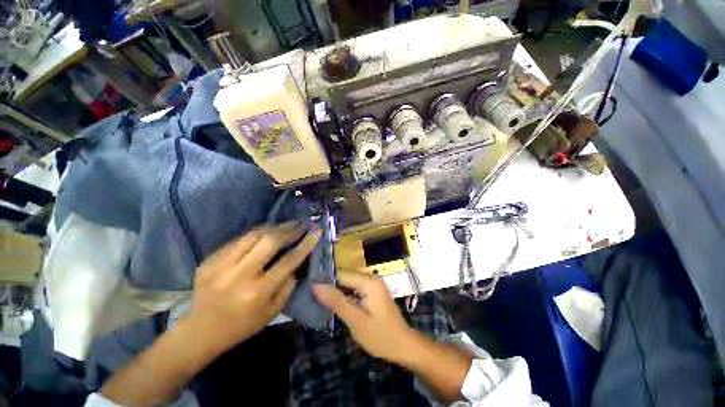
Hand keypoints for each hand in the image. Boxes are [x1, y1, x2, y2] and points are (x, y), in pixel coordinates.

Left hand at [188, 222, 321, 352]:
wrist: (200, 331)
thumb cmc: (243, 325)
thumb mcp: (273, 312)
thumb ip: (288, 285)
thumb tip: (297, 262)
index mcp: (258, 291)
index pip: (288, 260)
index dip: (305, 243)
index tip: (316, 231)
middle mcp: (240, 275)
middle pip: (269, 241)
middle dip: (289, 229)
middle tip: (300, 224)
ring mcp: (221, 265)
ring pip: (253, 235)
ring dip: (273, 227)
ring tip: (285, 225)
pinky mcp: (209, 260)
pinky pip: (238, 240)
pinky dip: (255, 234)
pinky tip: (264, 233)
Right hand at [312, 269, 415, 362]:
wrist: (403, 346)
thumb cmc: (380, 336)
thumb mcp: (356, 320)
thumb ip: (336, 301)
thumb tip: (316, 285)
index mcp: (369, 282)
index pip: (342, 274)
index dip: (325, 279)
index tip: (308, 285)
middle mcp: (371, 278)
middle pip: (346, 276)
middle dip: (330, 284)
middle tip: (311, 293)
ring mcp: (373, 285)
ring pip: (349, 282)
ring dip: (336, 289)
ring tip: (318, 296)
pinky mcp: (373, 292)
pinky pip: (355, 288)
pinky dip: (345, 294)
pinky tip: (334, 301)